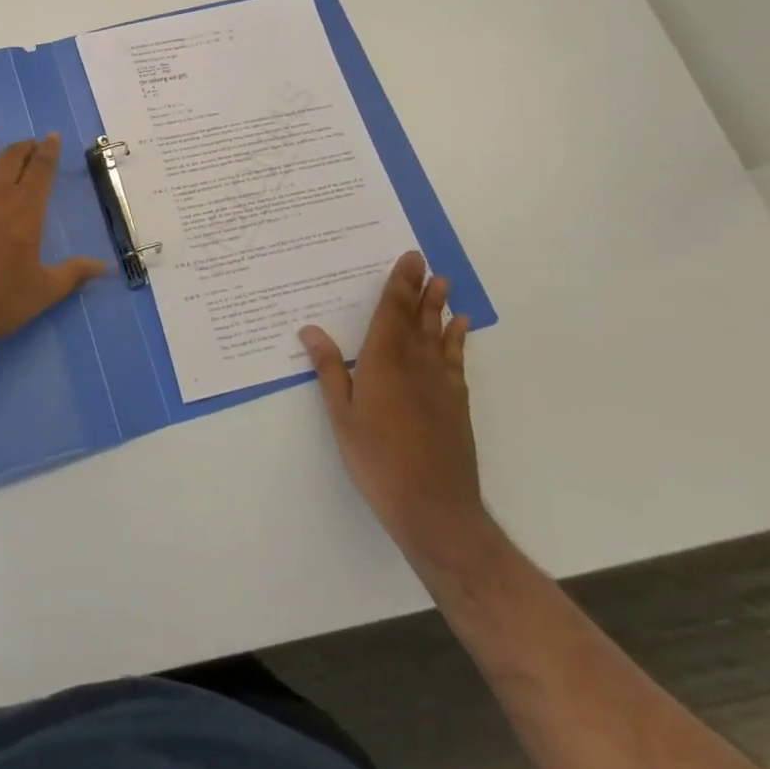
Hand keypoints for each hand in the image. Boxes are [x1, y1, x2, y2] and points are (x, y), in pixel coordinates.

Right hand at [301, 251, 491, 572]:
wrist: (434, 508)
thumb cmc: (377, 460)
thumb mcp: (341, 416)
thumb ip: (329, 370)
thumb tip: (310, 329)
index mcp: (383, 362)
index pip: (391, 313)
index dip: (399, 285)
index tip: (409, 260)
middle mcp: (415, 364)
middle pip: (418, 318)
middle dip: (420, 289)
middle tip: (426, 262)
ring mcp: (440, 384)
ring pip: (438, 335)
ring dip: (440, 307)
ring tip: (444, 283)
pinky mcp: (456, 403)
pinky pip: (455, 360)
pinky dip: (457, 340)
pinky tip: (459, 329)